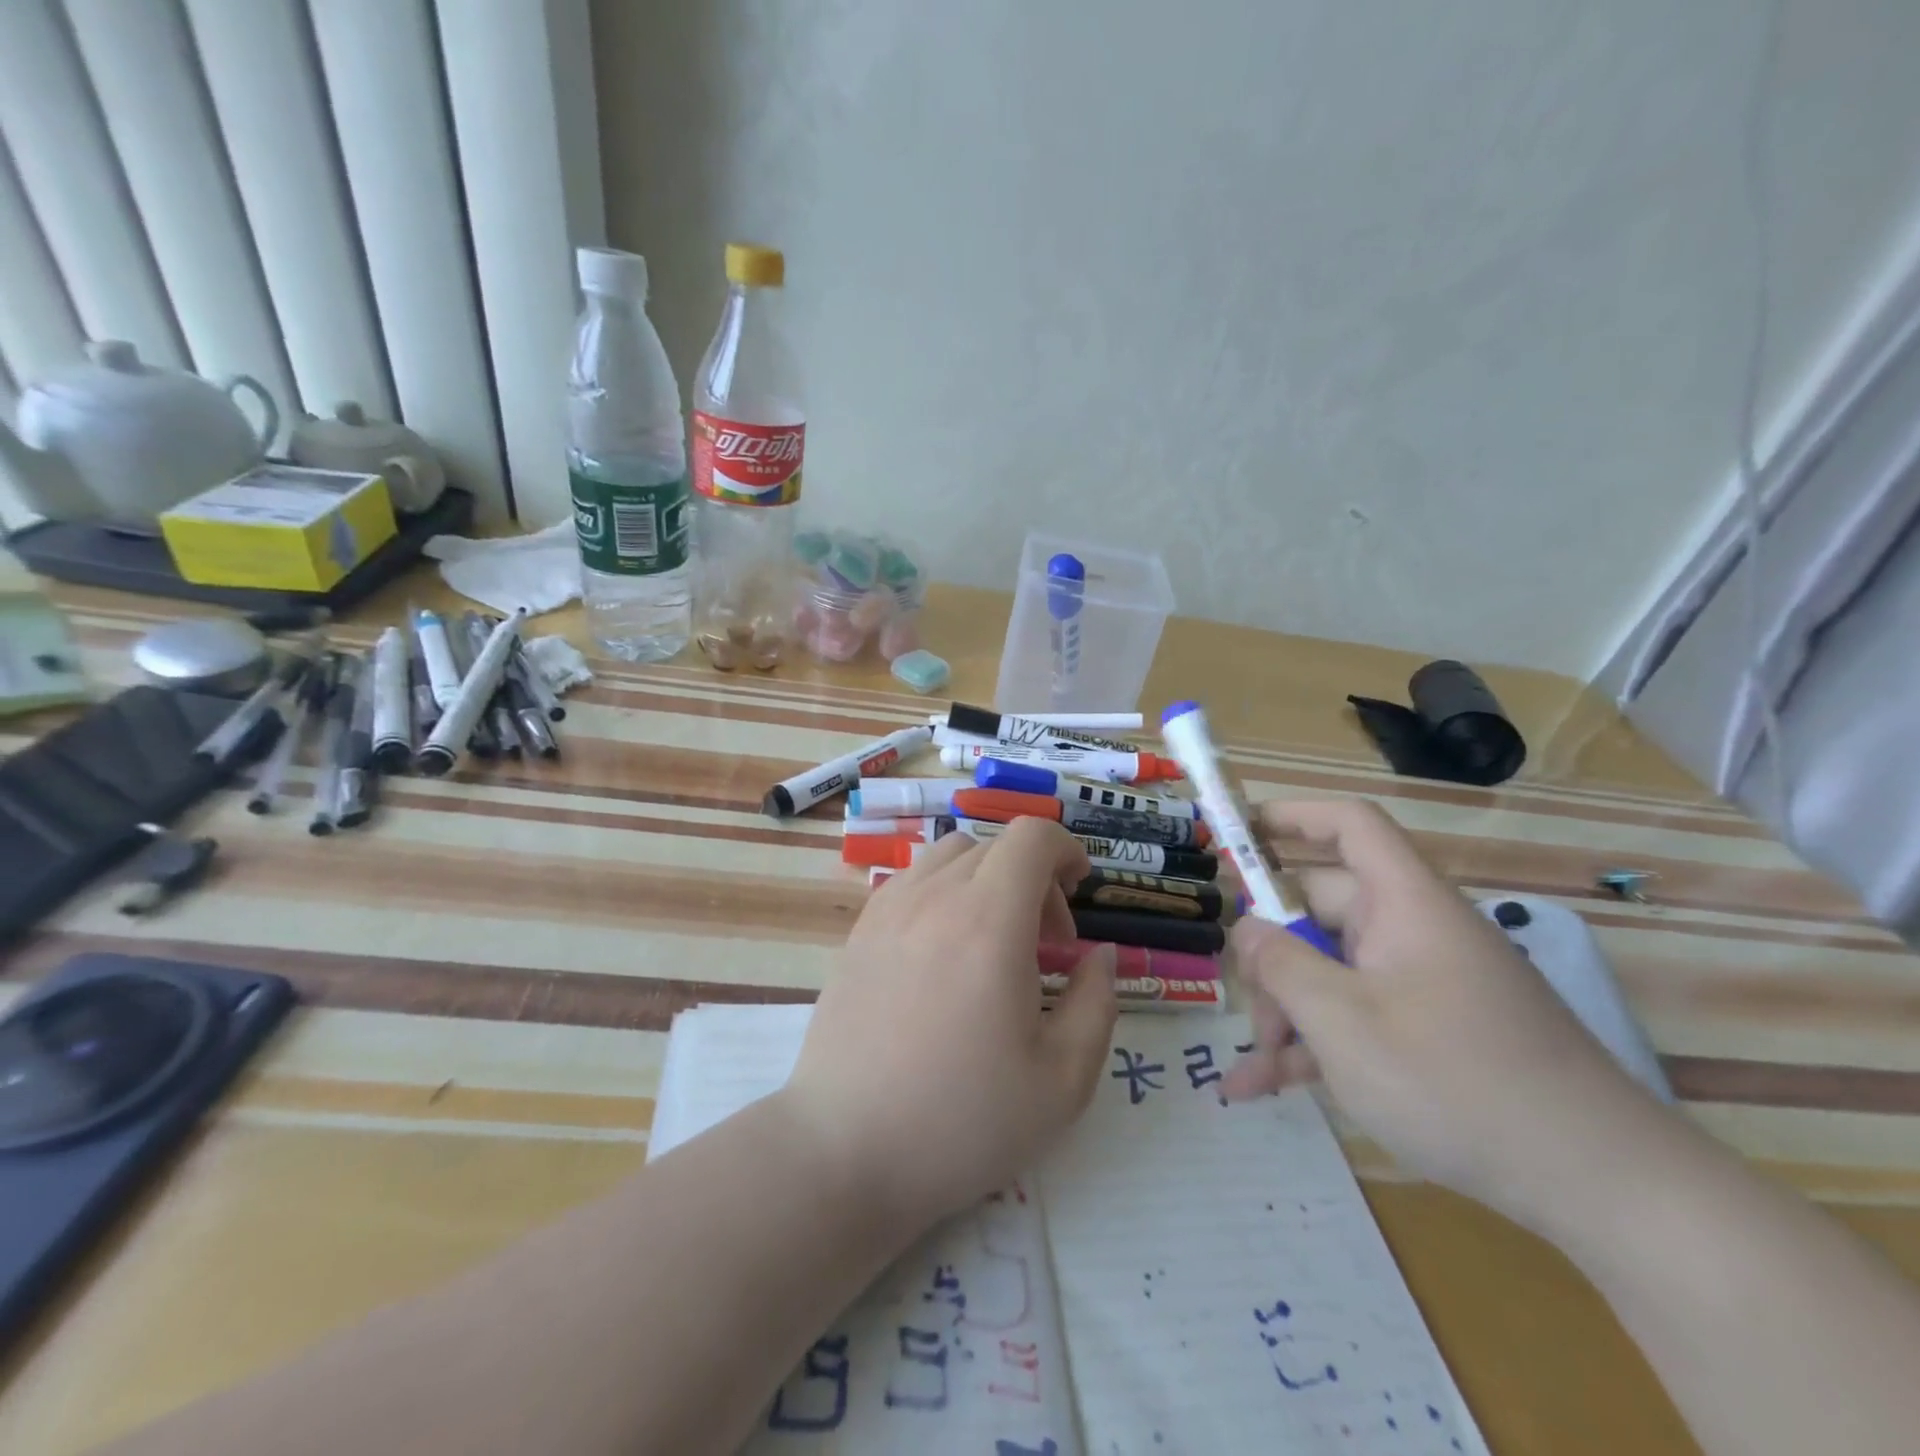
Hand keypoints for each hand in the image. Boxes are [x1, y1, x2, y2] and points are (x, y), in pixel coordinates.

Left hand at [784, 817, 1118, 1229]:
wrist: (846, 1150)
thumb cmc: (963, 1121)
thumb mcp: (1062, 1080)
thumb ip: (1096, 1002)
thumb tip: (1099, 954)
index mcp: (990, 921)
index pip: (1031, 837)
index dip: (1066, 851)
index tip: (1079, 892)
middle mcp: (936, 897)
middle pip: (995, 847)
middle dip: (1034, 878)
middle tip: (1045, 945)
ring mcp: (889, 910)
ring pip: (950, 856)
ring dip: (986, 879)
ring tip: (992, 941)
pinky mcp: (860, 931)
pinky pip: (912, 880)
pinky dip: (943, 892)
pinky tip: (943, 951)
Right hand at [1223, 799, 1661, 1229]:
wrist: (1601, 1187)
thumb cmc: (1456, 1081)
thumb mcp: (1344, 1022)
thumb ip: (1282, 966)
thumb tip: (1248, 930)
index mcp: (1403, 904)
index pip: (1349, 826)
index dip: (1292, 815)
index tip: (1235, 832)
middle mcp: (1412, 932)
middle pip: (1321, 909)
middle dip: (1271, 953)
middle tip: (1242, 1002)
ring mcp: (1420, 985)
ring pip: (1330, 972)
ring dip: (1285, 1012)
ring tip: (1253, 1070)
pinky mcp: (1429, 1033)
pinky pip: (1356, 1018)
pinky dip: (1313, 1044)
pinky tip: (1265, 1086)